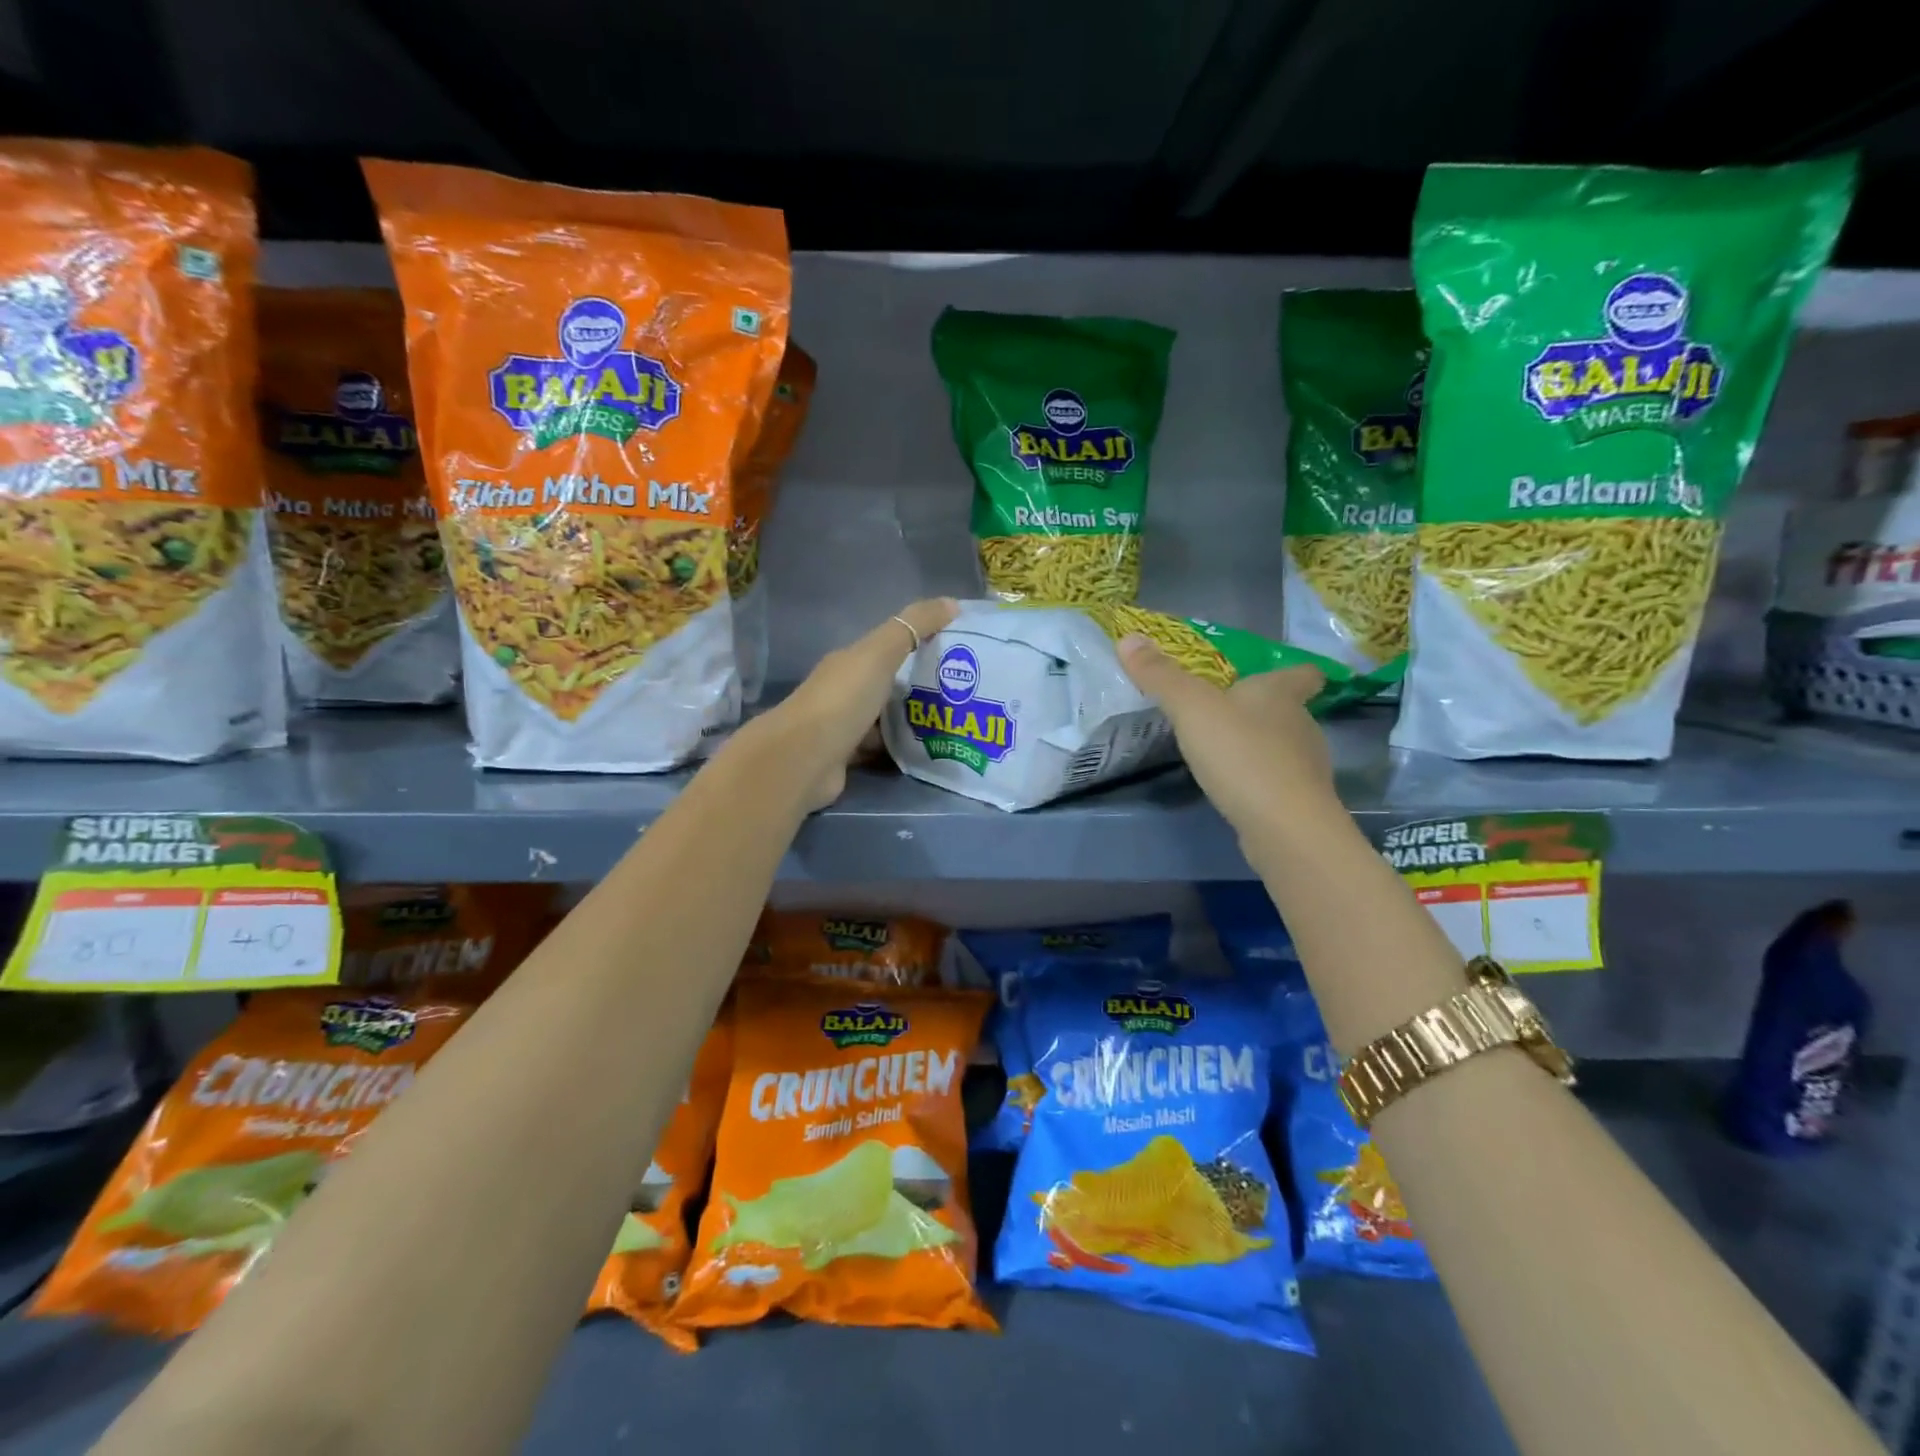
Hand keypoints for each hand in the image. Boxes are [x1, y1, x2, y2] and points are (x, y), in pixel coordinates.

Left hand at [754, 598, 957, 809]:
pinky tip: (928, 751)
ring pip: (886, 719)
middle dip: (922, 687)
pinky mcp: (847, 758)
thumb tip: (952, 603)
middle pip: (888, 684)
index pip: (888, 647)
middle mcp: (843, 691)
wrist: (804, 760)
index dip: (920, 644)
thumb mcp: (880, 654)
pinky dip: (901, 749)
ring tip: (953, 723)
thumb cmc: (842, 700)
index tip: (957, 652)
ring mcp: (843, 726)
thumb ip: (914, 626)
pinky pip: (882, 749)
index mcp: (849, 662)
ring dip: (913, 720)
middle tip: (964, 692)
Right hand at [1116, 634, 1335, 838]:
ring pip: (1284, 747)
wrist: (1284, 827)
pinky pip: (1277, 782)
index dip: (1293, 672)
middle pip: (1289, 710)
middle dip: (1262, 710)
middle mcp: (1301, 724)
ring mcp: (1305, 767)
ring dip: (1258, 747)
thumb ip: (1160, 676)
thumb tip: (1128, 637)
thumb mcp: (1191, 708)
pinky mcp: (1300, 803)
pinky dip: (1259, 781)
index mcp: (1280, 694)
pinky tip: (1234, 789)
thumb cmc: (1241, 754)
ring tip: (1223, 753)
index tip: (1276, 675)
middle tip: (1225, 714)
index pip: (1303, 674)